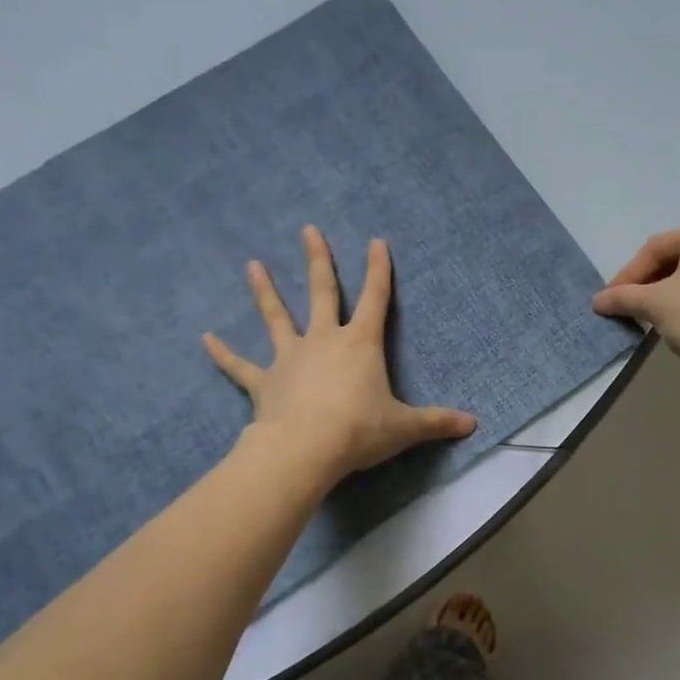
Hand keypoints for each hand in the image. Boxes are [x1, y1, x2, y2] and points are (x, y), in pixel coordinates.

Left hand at [204, 227, 476, 484]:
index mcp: (360, 344)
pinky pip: (240, 366)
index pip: (375, 298)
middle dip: (318, 260)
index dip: (378, 269)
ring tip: (252, 265)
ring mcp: (290, 358)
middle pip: (322, 292)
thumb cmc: (359, 431)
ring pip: (276, 318)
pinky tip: (205, 339)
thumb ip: (437, 423)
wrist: (305, 449)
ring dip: (265, 292)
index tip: (376, 241)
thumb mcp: (404, 427)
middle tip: (308, 230)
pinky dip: (223, 354)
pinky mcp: (264, 382)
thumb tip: (474, 425)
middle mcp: (323, 341)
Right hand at [592, 224, 679, 381]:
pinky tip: (669, 324)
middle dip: (644, 284)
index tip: (609, 299)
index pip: (654, 248)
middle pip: (671, 260)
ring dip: (660, 296)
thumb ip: (622, 297)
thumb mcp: (653, 303)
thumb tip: (597, 301)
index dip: (627, 274)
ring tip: (642, 316)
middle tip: (624, 306)